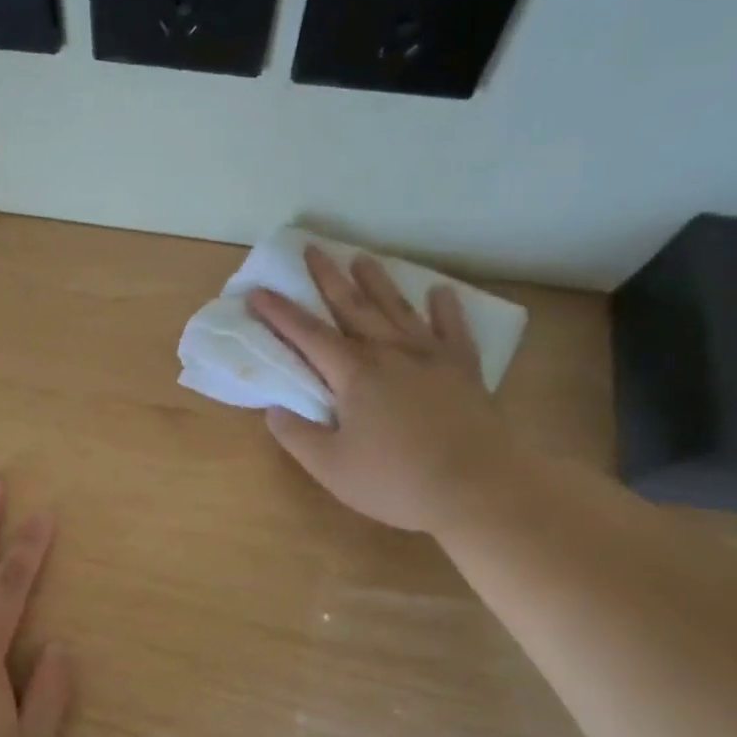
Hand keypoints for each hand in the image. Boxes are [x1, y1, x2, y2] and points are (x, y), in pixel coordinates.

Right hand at [248, 247, 521, 533]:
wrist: (478, 488)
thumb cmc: (396, 481)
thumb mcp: (331, 467)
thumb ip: (297, 436)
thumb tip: (273, 410)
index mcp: (354, 375)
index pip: (308, 336)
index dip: (280, 314)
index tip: (258, 291)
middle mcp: (390, 354)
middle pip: (353, 308)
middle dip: (328, 278)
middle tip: (313, 248)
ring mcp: (431, 358)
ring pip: (398, 310)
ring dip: (378, 283)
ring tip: (363, 258)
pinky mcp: (464, 371)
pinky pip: (453, 330)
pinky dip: (446, 309)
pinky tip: (440, 293)